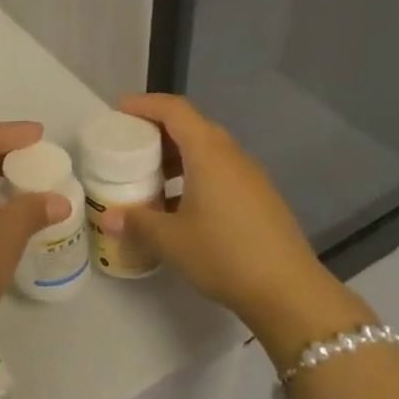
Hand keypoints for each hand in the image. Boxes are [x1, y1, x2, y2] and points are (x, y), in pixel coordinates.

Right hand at [97, 94, 350, 344]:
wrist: (290, 293)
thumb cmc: (225, 255)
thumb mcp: (170, 240)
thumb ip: (136, 223)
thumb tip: (108, 218)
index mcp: (209, 154)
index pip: (175, 110)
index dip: (145, 104)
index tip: (119, 110)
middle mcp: (232, 156)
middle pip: (192, 126)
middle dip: (158, 129)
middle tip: (128, 142)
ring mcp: (250, 177)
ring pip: (208, 150)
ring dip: (176, 154)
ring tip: (148, 175)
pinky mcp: (260, 198)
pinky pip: (220, 171)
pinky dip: (194, 174)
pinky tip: (179, 204)